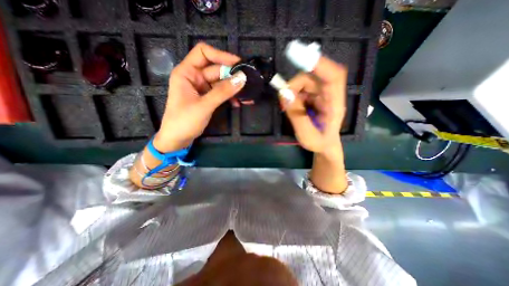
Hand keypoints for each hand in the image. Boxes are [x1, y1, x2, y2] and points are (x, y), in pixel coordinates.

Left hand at [155, 42, 246, 150]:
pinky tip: (238, 103)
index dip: (221, 55)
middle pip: (216, 69)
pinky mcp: (207, 98)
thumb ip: (223, 92)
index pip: (204, 53)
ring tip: (246, 94)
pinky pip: (221, 93)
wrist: (177, 139)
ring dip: (233, 88)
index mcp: (187, 72)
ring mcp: (202, 88)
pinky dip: (230, 96)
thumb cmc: (184, 121)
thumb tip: (242, 78)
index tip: (238, 64)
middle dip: (232, 75)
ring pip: (220, 82)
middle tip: (248, 82)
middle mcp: (194, 77)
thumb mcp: (204, 105)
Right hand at [284, 55, 347, 153]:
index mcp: (334, 104)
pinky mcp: (314, 97)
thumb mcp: (306, 134)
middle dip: (295, 85)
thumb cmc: (319, 143)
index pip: (333, 77)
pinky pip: (301, 89)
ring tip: (286, 107)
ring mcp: (322, 95)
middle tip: (283, 100)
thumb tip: (284, 94)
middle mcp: (329, 95)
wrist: (325, 146)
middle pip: (313, 77)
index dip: (319, 64)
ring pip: (305, 83)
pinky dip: (292, 95)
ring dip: (292, 91)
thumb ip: (296, 115)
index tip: (300, 56)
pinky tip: (290, 106)